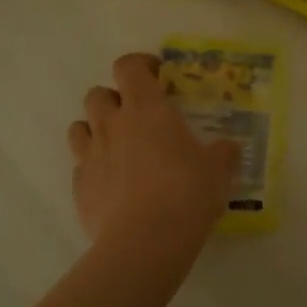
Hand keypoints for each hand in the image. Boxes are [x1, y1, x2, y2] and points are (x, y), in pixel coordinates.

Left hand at [67, 53, 240, 262]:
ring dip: (96, 129)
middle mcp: (112, 124)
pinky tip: (113, 185)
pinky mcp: (78, 188)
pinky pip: (80, 166)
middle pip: (98, 94)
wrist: (145, 241)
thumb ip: (222, 154)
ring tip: (119, 147)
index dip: (140, 65)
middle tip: (138, 116)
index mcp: (146, 109)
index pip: (129, 67)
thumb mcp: (218, 170)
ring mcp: (90, 155)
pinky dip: (94, 168)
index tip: (157, 76)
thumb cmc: (187, 193)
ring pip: (80, 126)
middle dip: (114, 99)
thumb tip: (228, 148)